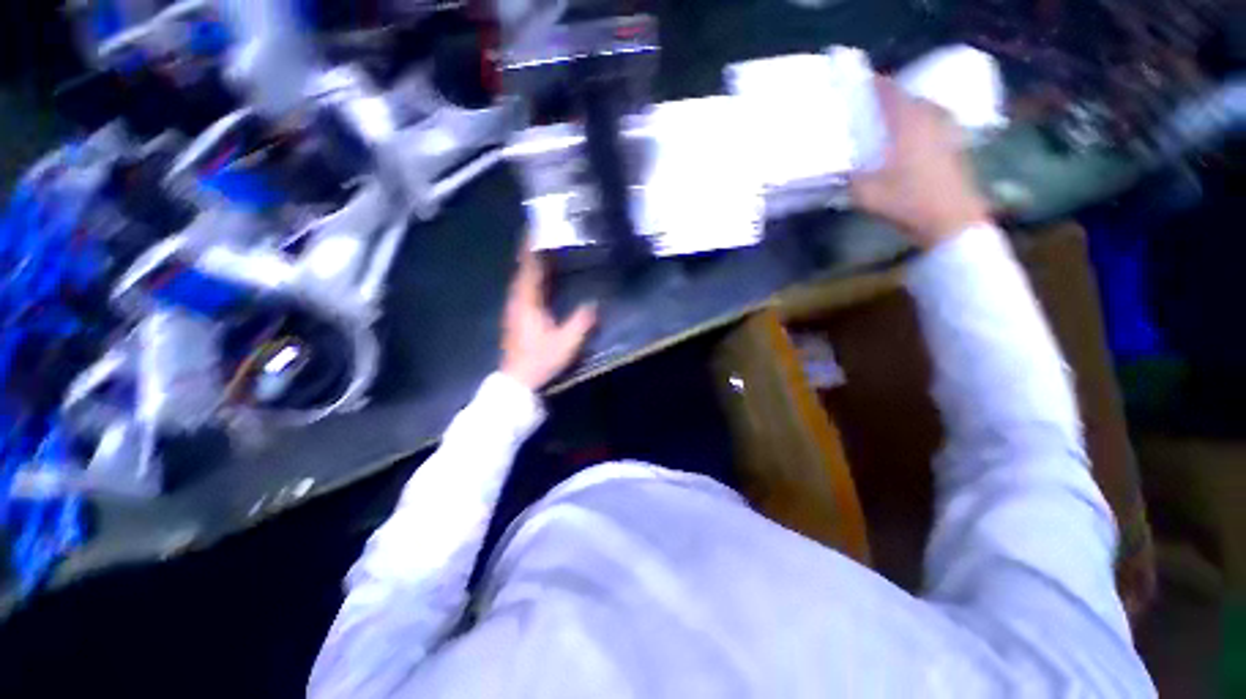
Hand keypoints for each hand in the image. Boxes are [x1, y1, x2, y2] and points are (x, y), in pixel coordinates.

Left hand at [501, 241, 596, 390]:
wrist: (518, 382)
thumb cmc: (540, 360)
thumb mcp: (566, 343)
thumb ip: (581, 322)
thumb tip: (595, 304)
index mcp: (527, 302)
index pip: (529, 268)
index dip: (533, 248)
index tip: (536, 229)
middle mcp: (517, 301)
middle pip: (523, 270)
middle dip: (532, 252)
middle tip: (544, 236)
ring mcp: (515, 310)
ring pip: (523, 280)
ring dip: (532, 265)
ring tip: (545, 253)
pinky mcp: (517, 318)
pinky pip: (525, 290)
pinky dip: (532, 280)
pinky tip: (542, 281)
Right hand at [851, 77, 991, 248]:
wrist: (951, 218)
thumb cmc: (907, 202)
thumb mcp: (866, 194)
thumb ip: (848, 178)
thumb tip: (837, 168)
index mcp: (906, 122)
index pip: (888, 91)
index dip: (873, 84)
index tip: (856, 84)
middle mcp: (928, 117)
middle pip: (906, 97)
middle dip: (886, 97)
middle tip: (866, 107)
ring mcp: (945, 129)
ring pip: (921, 108)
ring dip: (904, 110)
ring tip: (885, 120)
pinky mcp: (953, 143)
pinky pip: (931, 122)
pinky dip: (917, 123)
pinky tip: (907, 138)